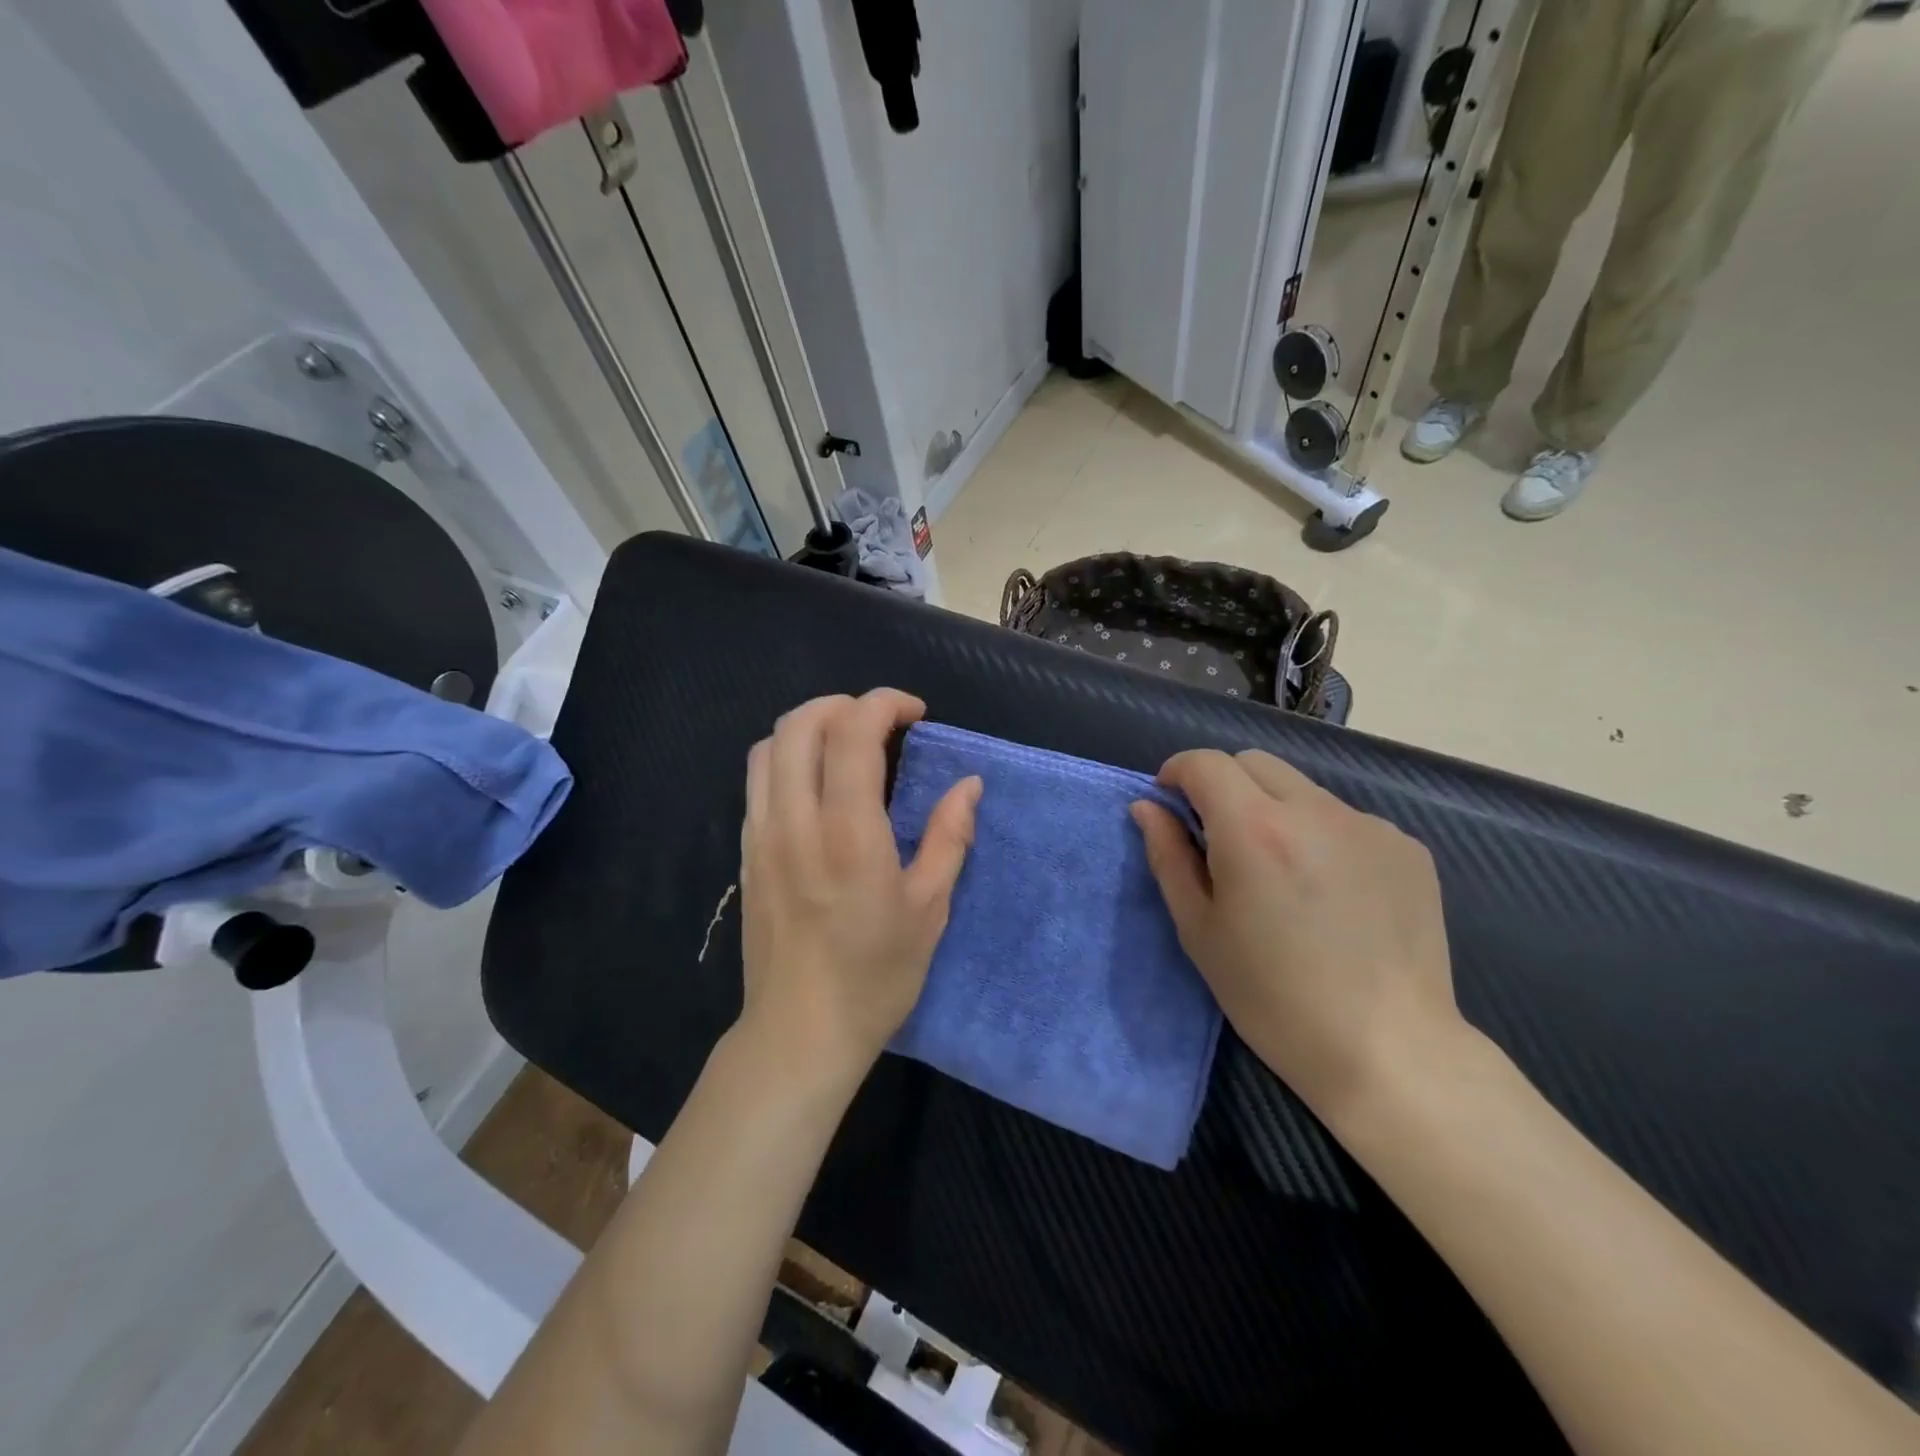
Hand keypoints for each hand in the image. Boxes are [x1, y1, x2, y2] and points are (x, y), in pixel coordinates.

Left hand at [739, 690, 981, 1081]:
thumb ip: (949, 837)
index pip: (852, 732)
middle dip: (843, 704)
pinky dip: (788, 759)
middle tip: (881, 724)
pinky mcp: (747, 853)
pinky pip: (758, 781)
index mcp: (848, 832)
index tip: (914, 714)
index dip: (884, 703)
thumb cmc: (875, 976)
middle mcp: (795, 821)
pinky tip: (819, 787)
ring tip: (847, 745)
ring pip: (768, 747)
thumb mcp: (929, 909)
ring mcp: (761, 835)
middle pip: (799, 723)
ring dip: (810, 727)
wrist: (799, 1033)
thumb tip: (968, 785)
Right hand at [1130, 749, 1461, 1125]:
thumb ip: (1168, 856)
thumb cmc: (1273, 997)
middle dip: (1223, 784)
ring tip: (1280, 872)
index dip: (1177, 772)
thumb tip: (1148, 807)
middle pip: (1253, 763)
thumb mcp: (1199, 929)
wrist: (1388, 1051)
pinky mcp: (1408, 848)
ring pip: (1302, 789)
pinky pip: (1345, 819)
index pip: (1205, 763)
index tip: (1170, 802)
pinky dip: (1321, 835)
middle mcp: (1316, 810)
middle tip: (1218, 838)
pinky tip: (1331, 891)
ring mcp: (1370, 825)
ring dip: (1274, 809)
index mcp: (1255, 830)